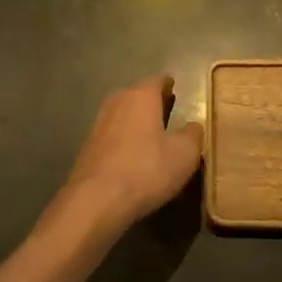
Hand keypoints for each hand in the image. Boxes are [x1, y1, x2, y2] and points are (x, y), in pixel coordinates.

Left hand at [43, 76, 202, 246]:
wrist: (96, 200)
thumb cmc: (146, 170)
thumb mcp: (184, 154)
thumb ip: (193, 135)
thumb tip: (193, 126)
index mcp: (141, 96)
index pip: (157, 81)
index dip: (168, 84)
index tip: (175, 88)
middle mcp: (117, 102)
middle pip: (136, 95)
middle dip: (151, 101)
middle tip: (166, 109)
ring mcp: (99, 125)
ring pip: (122, 114)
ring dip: (136, 120)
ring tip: (151, 132)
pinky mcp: (88, 148)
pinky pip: (112, 135)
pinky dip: (124, 139)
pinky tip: (132, 154)